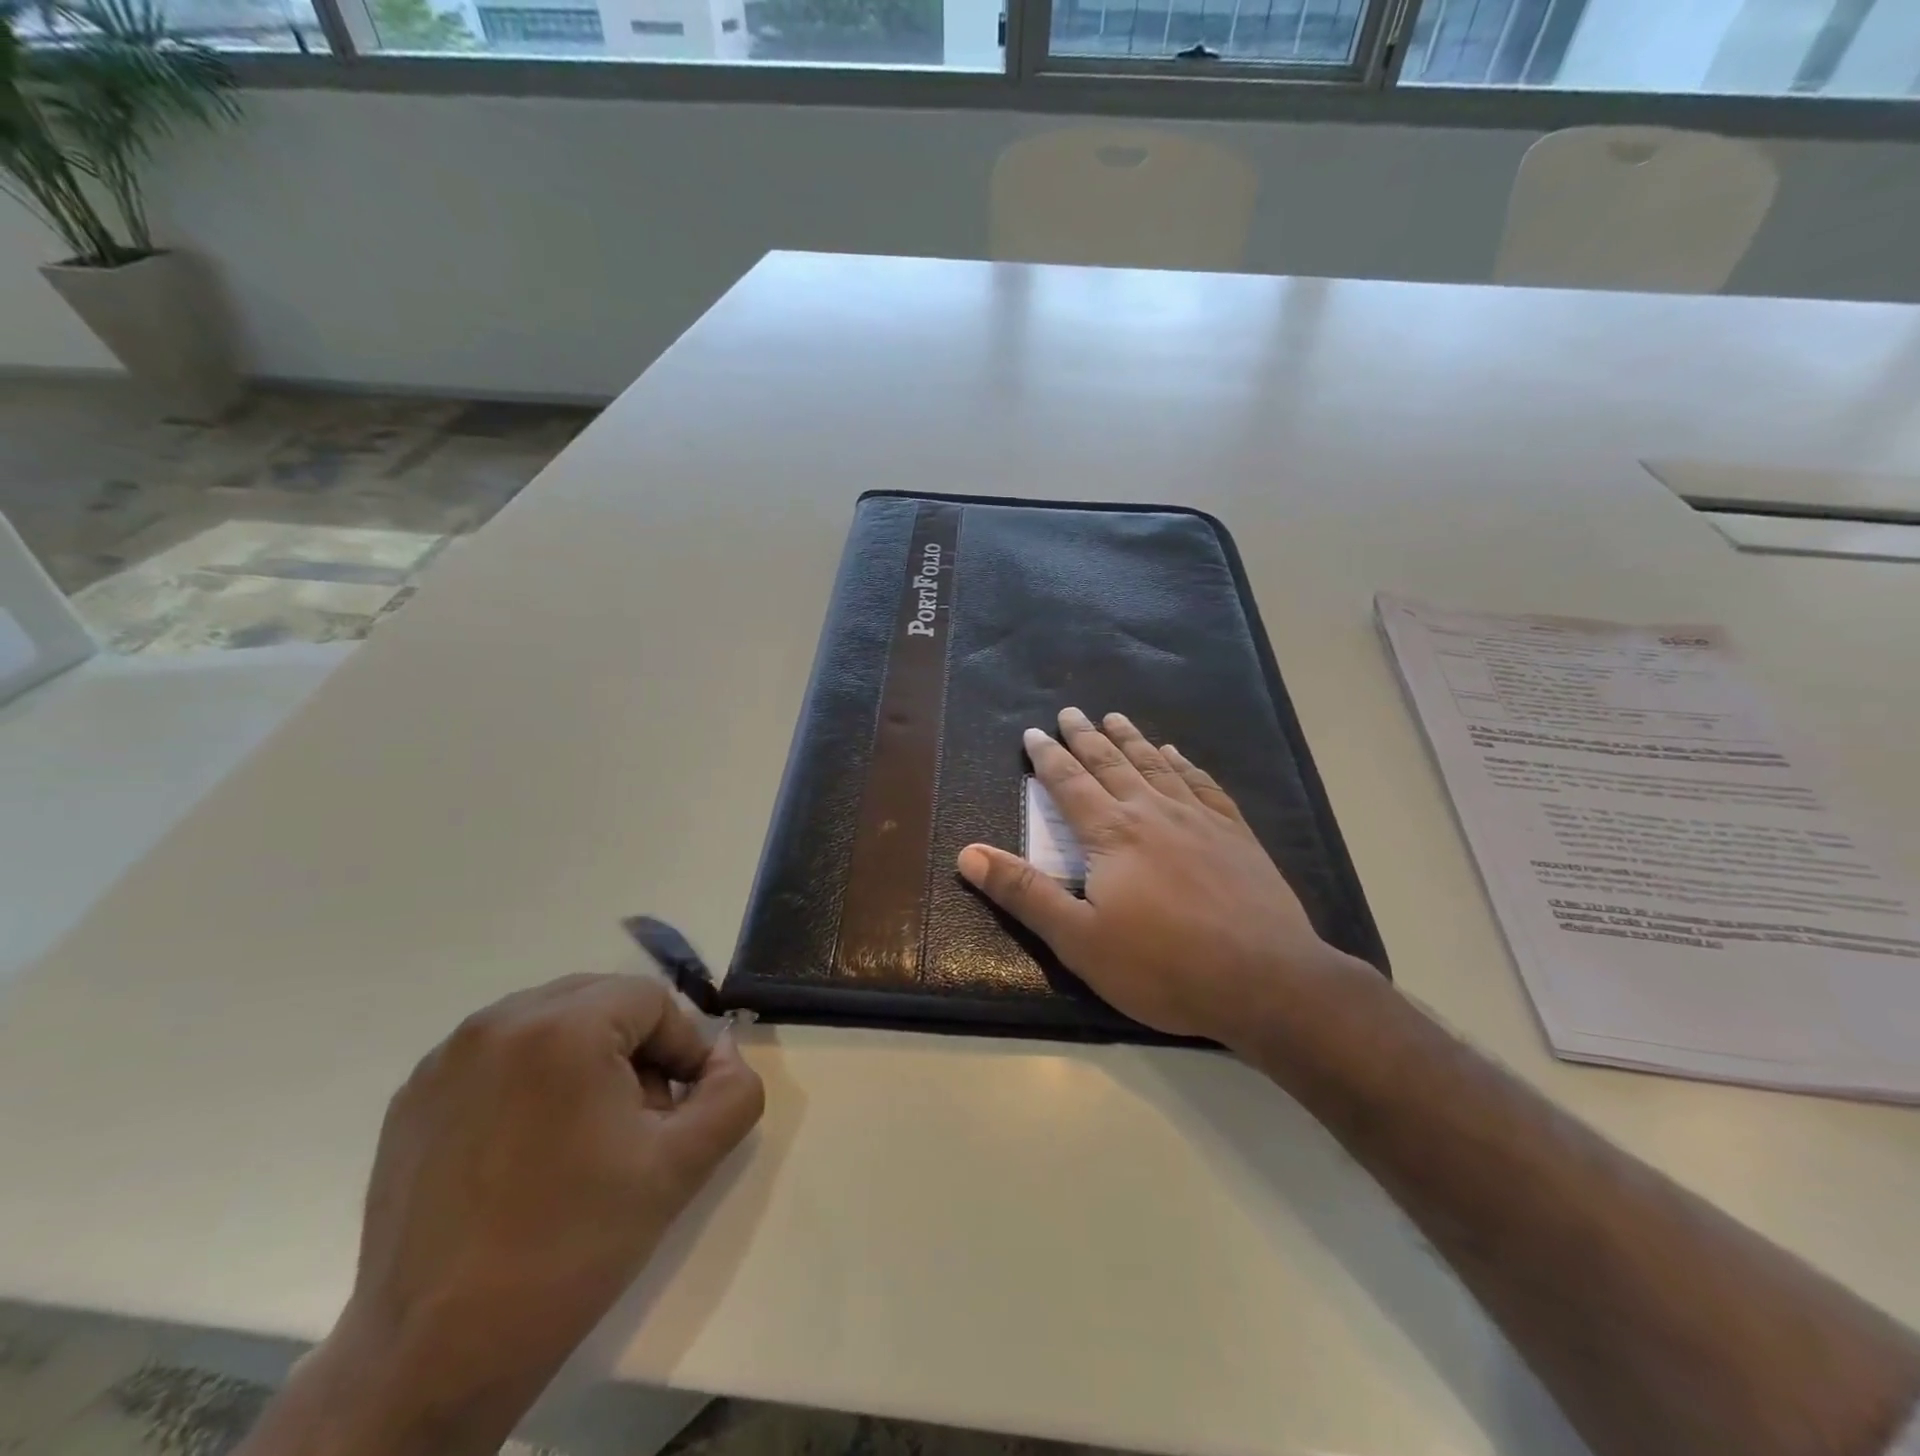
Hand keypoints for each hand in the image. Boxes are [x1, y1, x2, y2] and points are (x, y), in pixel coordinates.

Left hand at [261, 973, 763, 1455]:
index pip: (653, 1001)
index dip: (681, 1049)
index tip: (679, 1112)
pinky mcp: (414, 1096)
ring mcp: (448, 1058)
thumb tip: (724, 1051)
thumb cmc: (572, 1246)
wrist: (434, 1356)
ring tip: (586, 1135)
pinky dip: (532, 1077)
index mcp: (562, 1027)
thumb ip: (733, 1092)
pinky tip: (530, 1148)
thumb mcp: (682, 1166)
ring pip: (551, 1021)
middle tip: (639, 1120)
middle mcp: (499, 1022)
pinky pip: (500, 1055)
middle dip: (635, 1049)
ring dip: (585, 1059)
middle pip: (602, 1001)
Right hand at [957, 707, 1366, 1048]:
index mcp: (1111, 834)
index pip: (1069, 783)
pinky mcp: (1236, 834)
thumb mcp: (1079, 939)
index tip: (1032, 733)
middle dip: (1086, 737)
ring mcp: (1200, 819)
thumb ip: (1024, 893)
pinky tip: (1178, 756)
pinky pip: (1203, 785)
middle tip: (1070, 712)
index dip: (1047, 757)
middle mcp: (1153, 812)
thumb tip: (967, 854)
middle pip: (1111, 763)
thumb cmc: (1163, 966)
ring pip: (1156, 766)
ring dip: (1132, 740)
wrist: (1267, 981)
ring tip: (1115, 718)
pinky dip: (1185, 765)